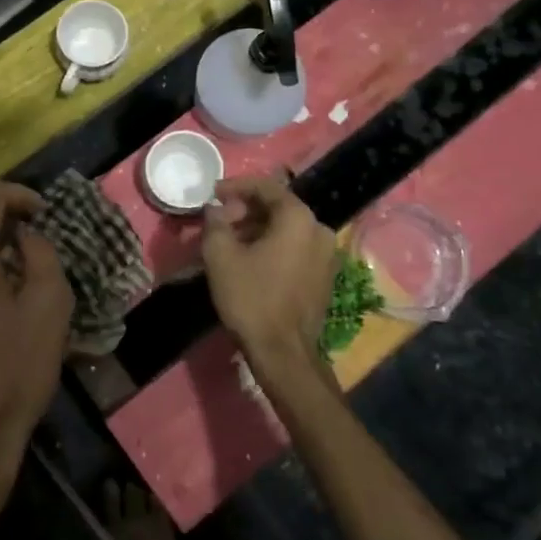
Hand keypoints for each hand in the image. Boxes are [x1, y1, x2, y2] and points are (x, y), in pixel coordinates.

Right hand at [201, 175, 338, 374]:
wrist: (283, 353)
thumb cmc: (251, 298)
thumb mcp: (220, 255)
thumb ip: (215, 222)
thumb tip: (216, 209)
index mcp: (298, 218)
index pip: (266, 186)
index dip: (236, 186)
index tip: (213, 193)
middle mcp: (319, 230)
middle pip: (278, 207)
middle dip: (245, 210)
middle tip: (219, 221)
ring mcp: (327, 255)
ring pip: (286, 229)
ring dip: (257, 229)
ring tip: (229, 241)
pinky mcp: (324, 276)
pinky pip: (295, 248)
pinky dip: (272, 246)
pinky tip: (249, 259)